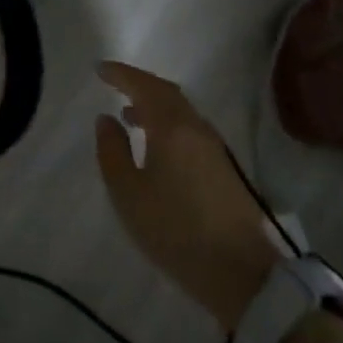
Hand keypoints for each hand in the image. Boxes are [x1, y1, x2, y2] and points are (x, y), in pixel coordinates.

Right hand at [94, 61, 279, 329]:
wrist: (242, 273)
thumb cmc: (176, 231)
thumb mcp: (129, 194)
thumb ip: (112, 152)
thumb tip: (106, 119)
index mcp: (173, 128)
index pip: (145, 87)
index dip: (121, 75)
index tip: (100, 70)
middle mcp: (196, 128)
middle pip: (167, 93)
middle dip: (139, 85)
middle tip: (115, 84)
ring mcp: (214, 148)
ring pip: (181, 111)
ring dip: (154, 106)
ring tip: (129, 116)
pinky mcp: (223, 167)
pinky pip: (189, 128)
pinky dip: (167, 123)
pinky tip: (156, 145)